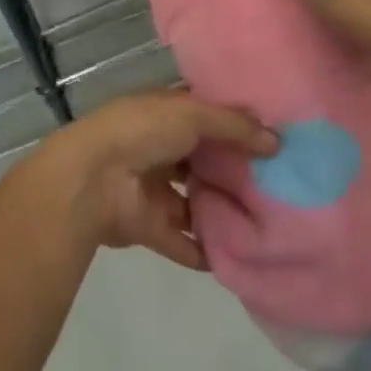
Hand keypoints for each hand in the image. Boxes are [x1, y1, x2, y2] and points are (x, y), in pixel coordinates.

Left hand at [37, 92, 276, 269]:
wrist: (92, 178)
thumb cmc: (143, 131)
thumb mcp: (194, 114)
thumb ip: (235, 127)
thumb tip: (277, 142)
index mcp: (165, 113)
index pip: (205, 116)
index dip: (235, 126)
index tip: (273, 139)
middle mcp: (159, 147)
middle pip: (202, 161)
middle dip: (233, 172)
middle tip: (278, 185)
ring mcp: (153, 188)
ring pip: (194, 202)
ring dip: (220, 211)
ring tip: (265, 223)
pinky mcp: (148, 226)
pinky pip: (182, 241)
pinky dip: (204, 250)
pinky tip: (238, 257)